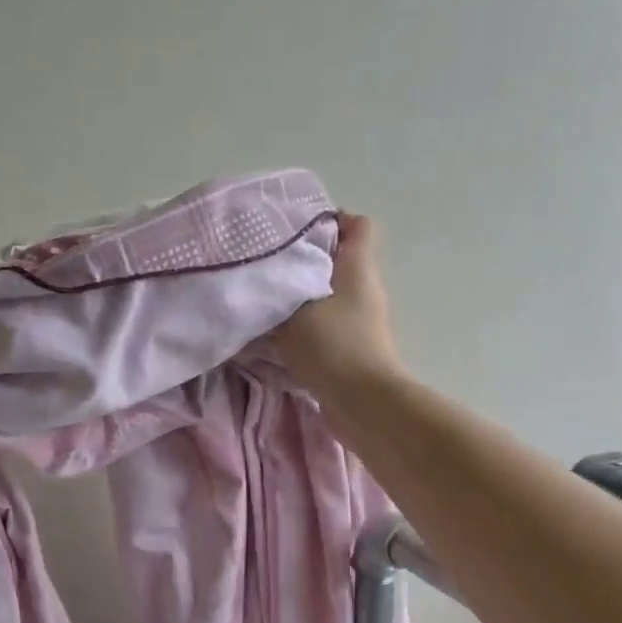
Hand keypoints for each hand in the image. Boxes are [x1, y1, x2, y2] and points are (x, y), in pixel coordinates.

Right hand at [274, 212, 405, 396]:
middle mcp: (365, 288)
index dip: (330, 219)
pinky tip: (277, 334)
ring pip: (328, 294)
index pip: (357, 224)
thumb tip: (257, 283)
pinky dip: (305, 325)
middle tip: (268, 265)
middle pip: (337, 259)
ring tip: (267, 301)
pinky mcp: (353, 347)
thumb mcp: (293, 312)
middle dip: (303, 261)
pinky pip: (326, 324)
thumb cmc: (333, 345)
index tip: (294, 229)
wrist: (363, 403)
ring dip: (301, 297)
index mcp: (358, 267)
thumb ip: (273, 293)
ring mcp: (362, 320)